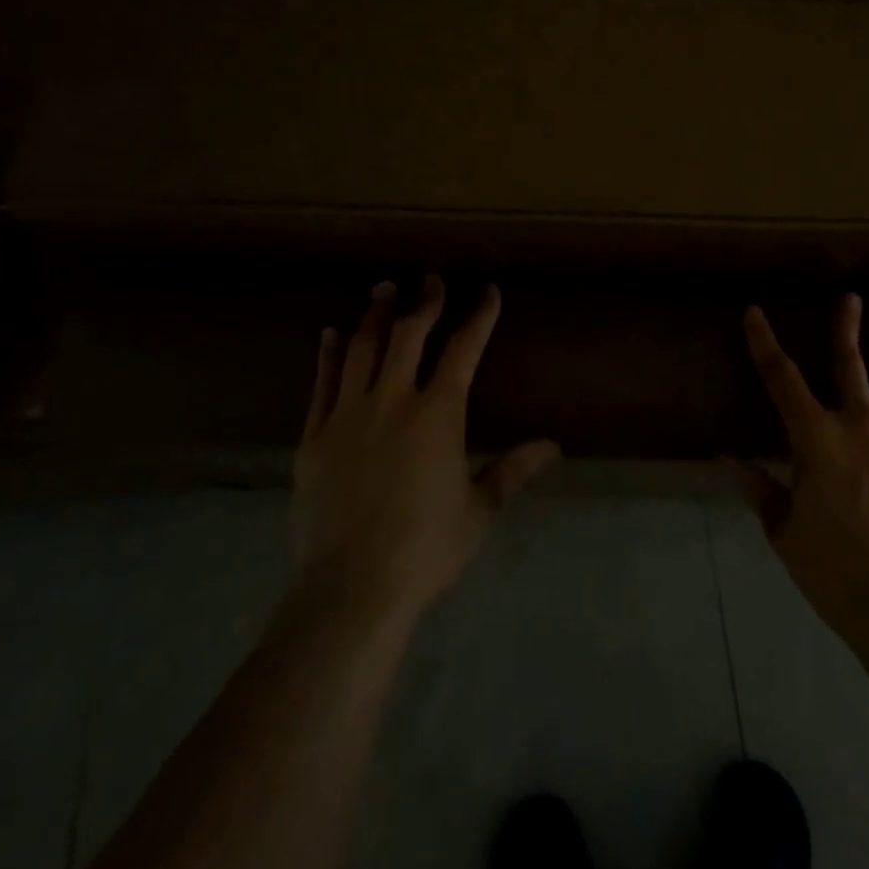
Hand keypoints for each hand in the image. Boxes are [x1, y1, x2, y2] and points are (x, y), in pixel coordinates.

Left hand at [291, 277, 560, 625]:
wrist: (350, 589)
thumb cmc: (426, 549)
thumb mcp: (479, 509)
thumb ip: (513, 469)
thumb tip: (554, 446)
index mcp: (439, 413)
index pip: (464, 349)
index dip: (479, 316)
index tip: (488, 292)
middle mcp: (393, 400)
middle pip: (408, 335)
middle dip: (424, 302)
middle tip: (431, 279)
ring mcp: (348, 415)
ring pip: (362, 349)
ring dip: (375, 315)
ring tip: (383, 289)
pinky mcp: (314, 437)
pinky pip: (322, 383)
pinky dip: (329, 354)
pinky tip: (332, 333)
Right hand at [734, 294, 868, 651]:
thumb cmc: (836, 570)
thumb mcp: (785, 532)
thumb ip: (760, 490)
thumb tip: (730, 460)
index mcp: (815, 437)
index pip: (780, 377)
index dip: (764, 342)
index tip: (754, 312)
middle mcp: (860, 423)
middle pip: (848, 363)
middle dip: (845, 328)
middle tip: (849, 298)